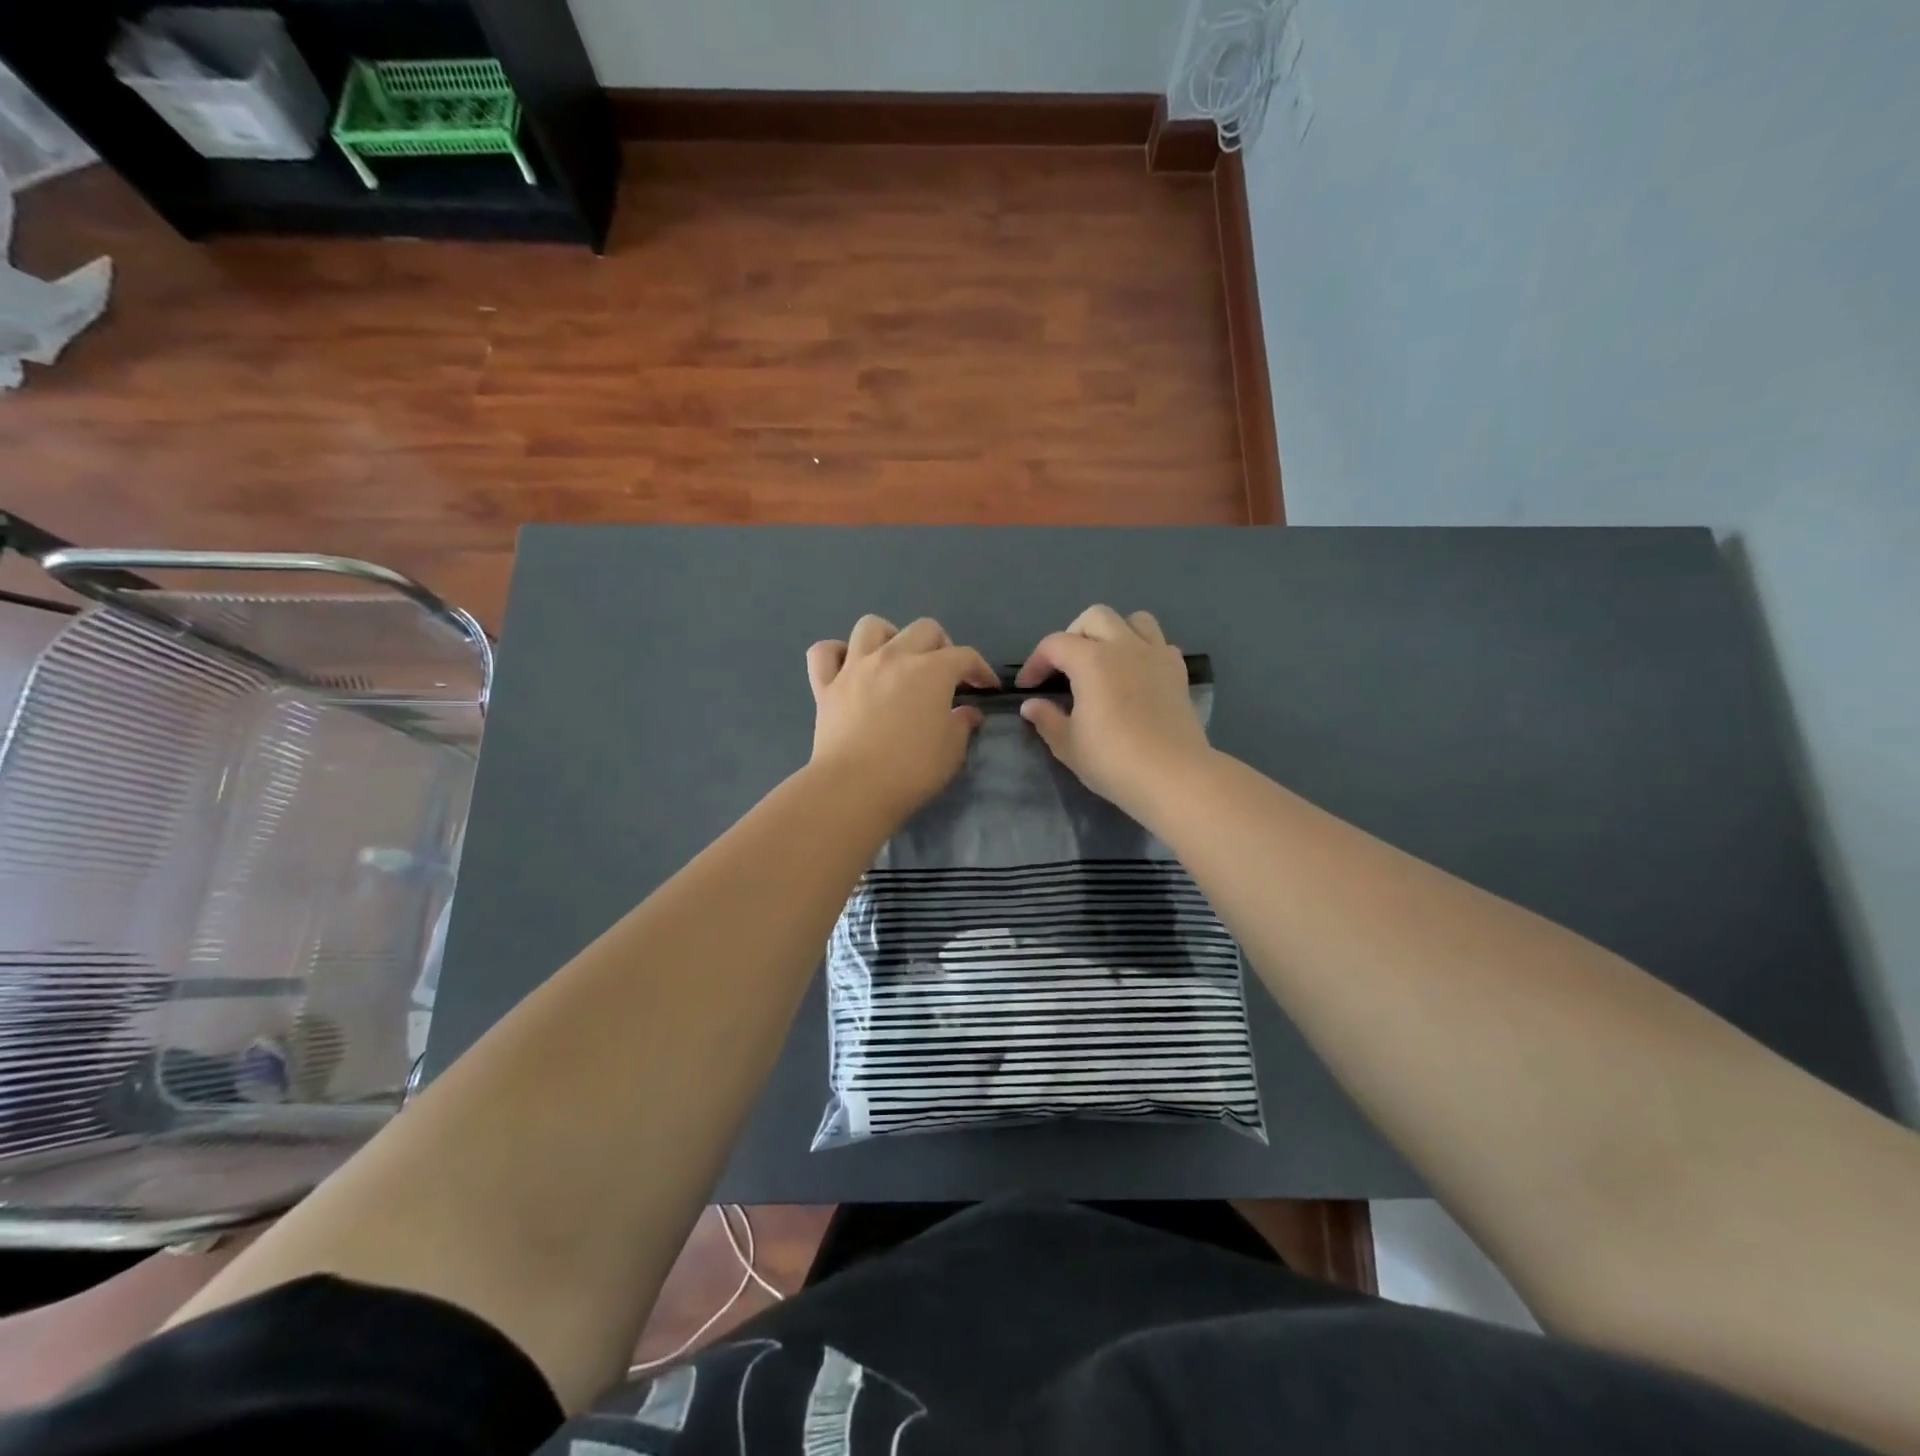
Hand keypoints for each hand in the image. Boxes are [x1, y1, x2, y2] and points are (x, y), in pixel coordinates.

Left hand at [806, 615, 1000, 820]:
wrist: (854, 787)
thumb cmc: (912, 769)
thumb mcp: (952, 750)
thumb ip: (962, 724)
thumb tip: (967, 712)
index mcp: (931, 670)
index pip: (965, 656)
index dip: (981, 669)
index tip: (986, 688)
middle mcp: (893, 657)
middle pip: (923, 629)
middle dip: (941, 646)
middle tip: (944, 673)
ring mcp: (855, 667)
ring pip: (871, 626)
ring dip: (889, 637)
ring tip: (895, 660)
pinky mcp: (825, 686)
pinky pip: (824, 653)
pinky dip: (836, 654)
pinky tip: (847, 667)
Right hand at [1015, 605, 1210, 815]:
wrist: (1174, 776)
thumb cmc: (1113, 760)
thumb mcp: (1068, 745)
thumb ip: (1047, 719)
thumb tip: (1031, 705)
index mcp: (1092, 660)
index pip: (1055, 644)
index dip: (1036, 662)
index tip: (1028, 687)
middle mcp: (1125, 646)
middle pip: (1095, 617)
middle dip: (1073, 635)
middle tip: (1065, 667)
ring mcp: (1156, 656)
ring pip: (1134, 620)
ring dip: (1114, 632)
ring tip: (1104, 661)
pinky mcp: (1178, 672)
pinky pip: (1160, 644)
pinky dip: (1144, 650)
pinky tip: (1136, 676)